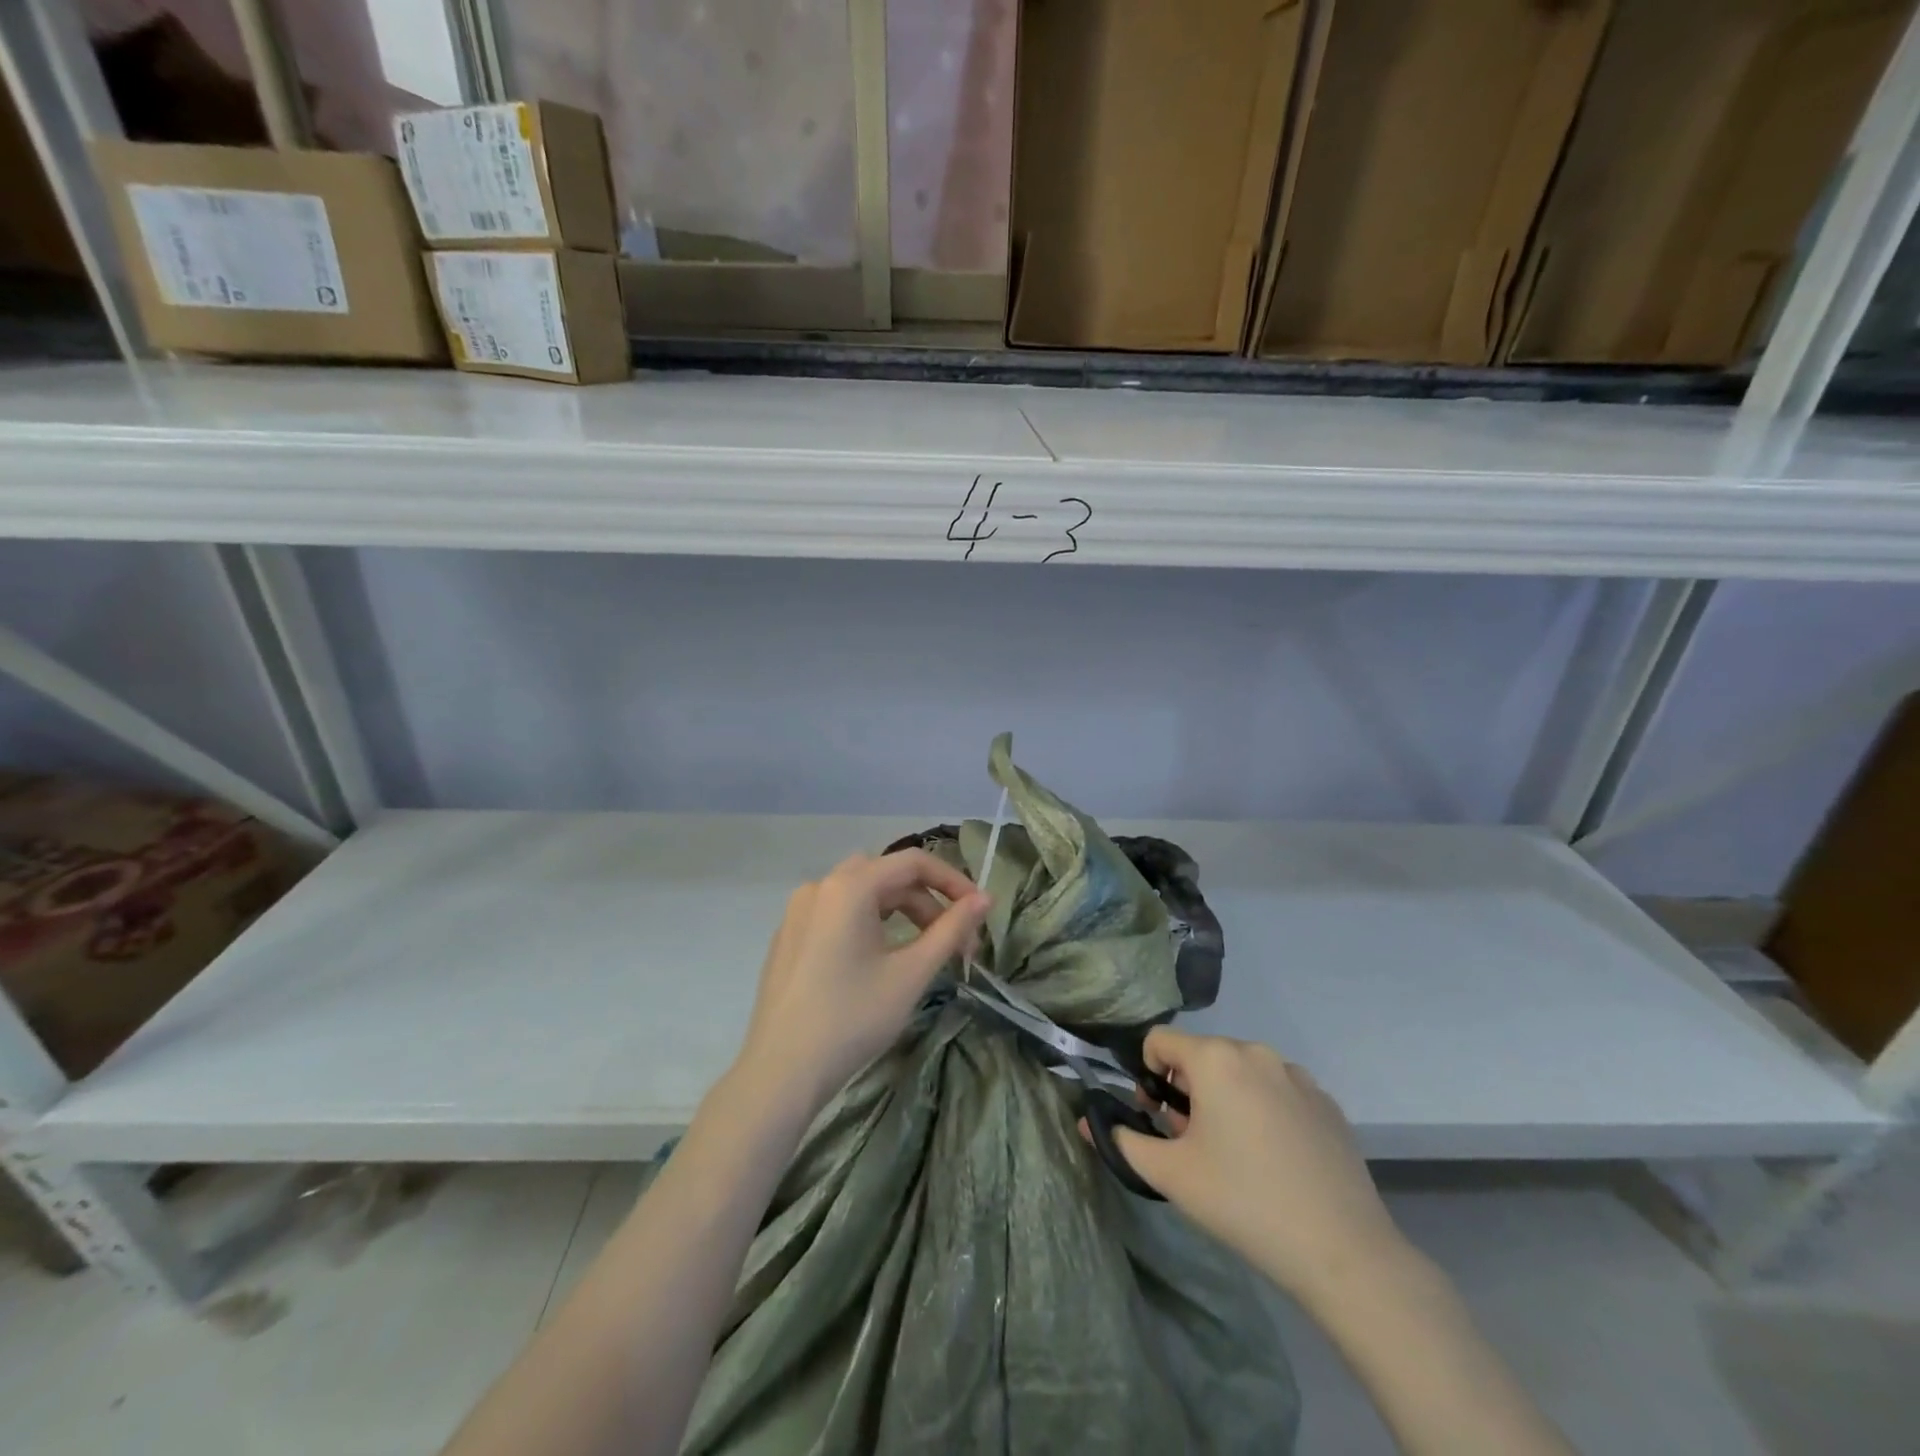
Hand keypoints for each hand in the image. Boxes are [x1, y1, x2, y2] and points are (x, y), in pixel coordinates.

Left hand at [733, 849, 989, 1114]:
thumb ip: (951, 929)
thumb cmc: (853, 1018)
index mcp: (849, 887)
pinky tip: (880, 960)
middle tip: (956, 942)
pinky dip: (869, 923)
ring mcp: (799, 911)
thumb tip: (985, 899)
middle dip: (928, 901)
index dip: (953, 881)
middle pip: (887, 876)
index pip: (913, 862)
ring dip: (900, 912)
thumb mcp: (911, 973)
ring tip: (924, 951)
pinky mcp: (789, 936)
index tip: (979, 911)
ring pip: (862, 893)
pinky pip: (837, 913)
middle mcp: (820, 886)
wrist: (781, 1071)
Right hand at [1106, 1028, 1405, 1309]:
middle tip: (1194, 1145)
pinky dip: (1264, 1111)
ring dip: (1225, 1099)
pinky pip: (1277, 1091)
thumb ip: (1122, 1141)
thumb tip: (1087, 1122)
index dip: (1147, 1076)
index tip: (1159, 1120)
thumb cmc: (1243, 1202)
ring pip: (1240, 1073)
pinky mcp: (1326, 1103)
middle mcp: (1256, 1052)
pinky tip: (1276, 1160)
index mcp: (1215, 1058)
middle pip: (1201, 1056)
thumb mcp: (1171, 1175)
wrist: (1342, 1252)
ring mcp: (1297, 1075)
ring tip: (1235, 1155)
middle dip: (1187, 1090)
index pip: (1159, 1041)